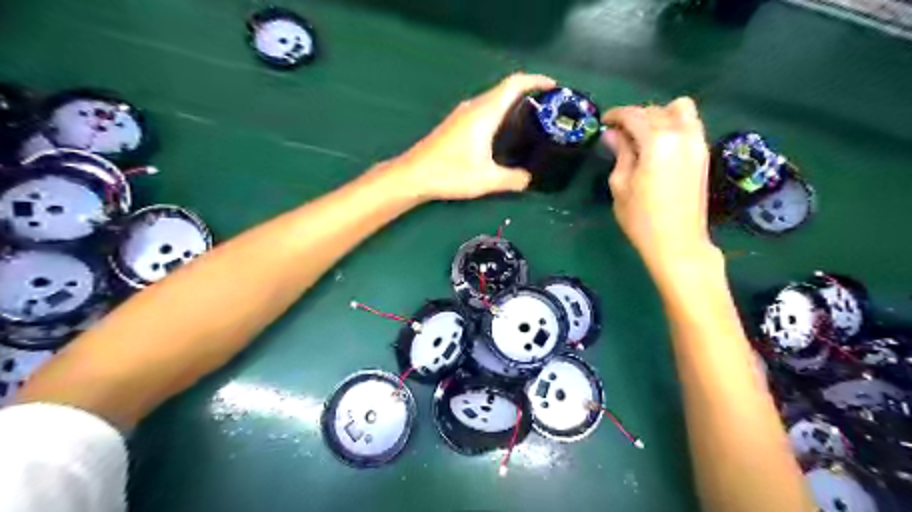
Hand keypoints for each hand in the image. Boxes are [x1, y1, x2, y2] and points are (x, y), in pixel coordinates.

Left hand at [393, 72, 556, 198]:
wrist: (414, 174)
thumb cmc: (450, 173)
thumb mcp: (486, 180)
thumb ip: (512, 179)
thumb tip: (528, 179)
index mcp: (484, 113)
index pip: (514, 84)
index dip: (536, 80)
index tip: (554, 87)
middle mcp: (474, 107)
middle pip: (505, 89)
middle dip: (529, 92)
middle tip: (547, 108)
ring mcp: (462, 114)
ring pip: (493, 99)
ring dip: (513, 103)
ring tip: (531, 119)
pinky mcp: (456, 123)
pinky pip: (484, 108)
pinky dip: (500, 112)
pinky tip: (504, 133)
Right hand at [603, 97, 720, 271]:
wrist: (677, 243)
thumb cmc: (641, 218)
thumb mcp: (621, 185)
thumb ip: (620, 153)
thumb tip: (612, 134)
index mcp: (657, 141)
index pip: (635, 115)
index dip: (616, 115)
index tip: (604, 122)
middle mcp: (682, 134)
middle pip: (656, 110)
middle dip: (635, 116)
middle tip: (619, 134)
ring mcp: (697, 142)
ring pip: (680, 110)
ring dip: (659, 115)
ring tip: (643, 135)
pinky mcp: (704, 153)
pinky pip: (689, 125)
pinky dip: (673, 125)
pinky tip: (659, 145)